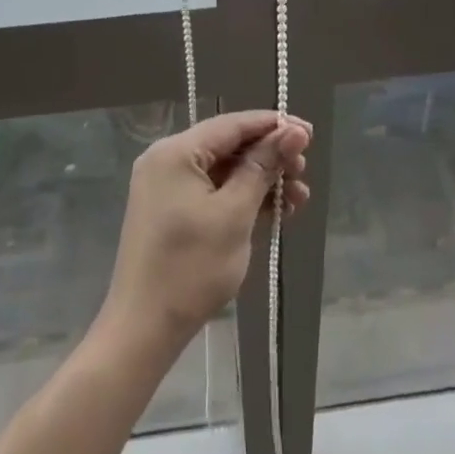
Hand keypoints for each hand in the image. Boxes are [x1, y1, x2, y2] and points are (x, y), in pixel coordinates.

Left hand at [99, 111, 311, 357]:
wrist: (144, 329)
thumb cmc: (192, 267)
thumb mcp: (235, 213)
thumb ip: (264, 166)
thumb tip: (294, 130)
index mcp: (176, 152)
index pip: (233, 124)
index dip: (274, 126)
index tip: (310, 134)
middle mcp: (167, 160)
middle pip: (229, 145)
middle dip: (270, 157)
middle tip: (304, 173)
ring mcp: (167, 186)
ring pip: (224, 171)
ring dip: (261, 181)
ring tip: (298, 199)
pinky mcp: (171, 211)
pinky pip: (213, 191)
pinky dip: (242, 198)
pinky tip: (275, 211)